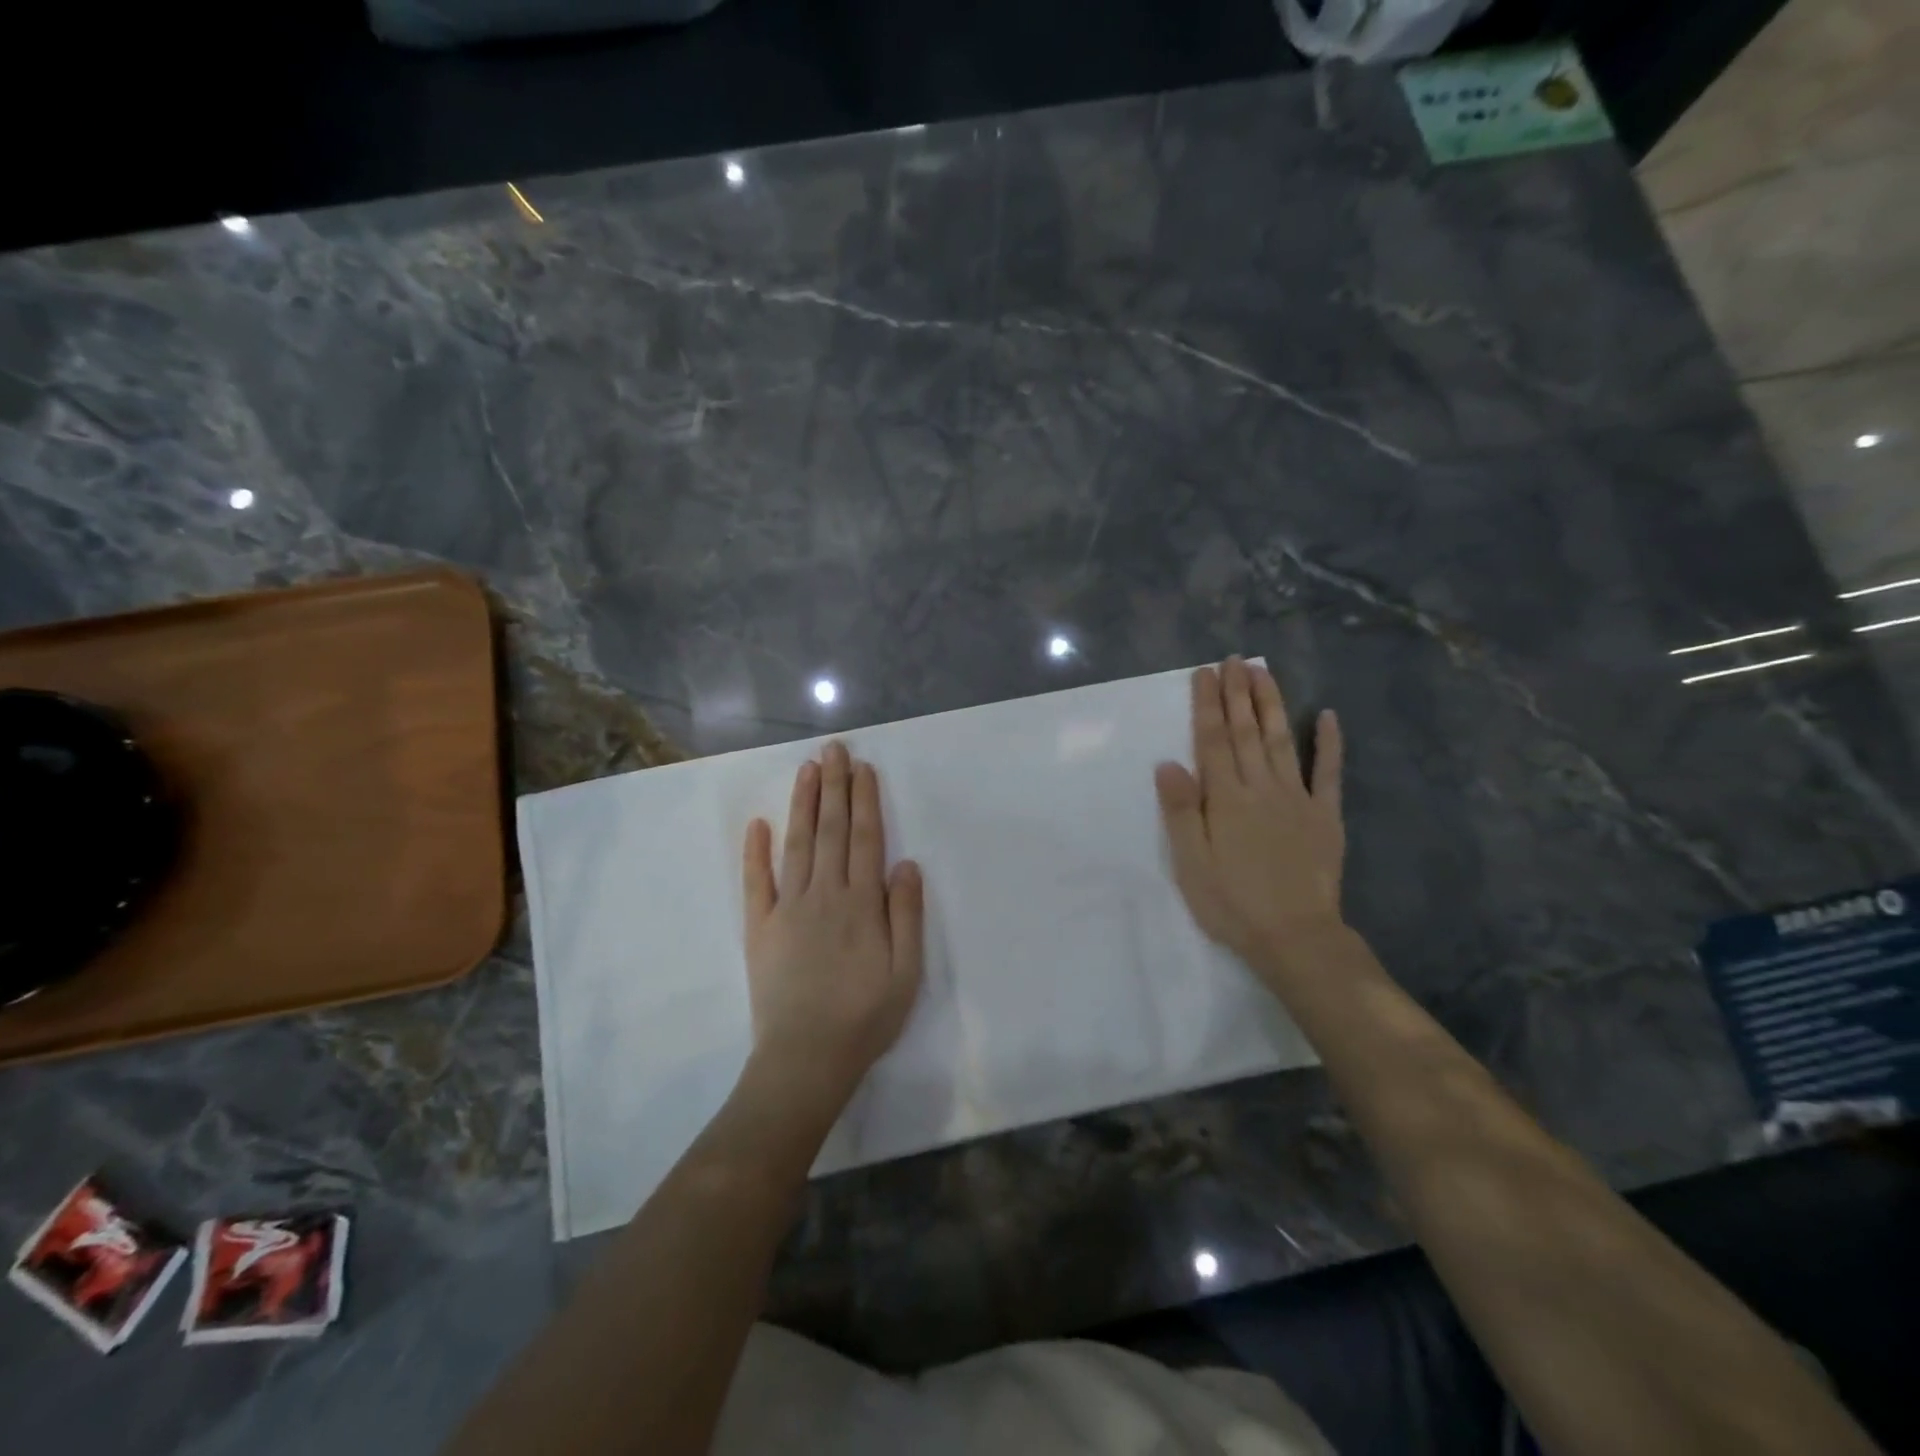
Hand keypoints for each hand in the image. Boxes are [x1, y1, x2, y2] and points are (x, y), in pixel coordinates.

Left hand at [742, 742, 924, 1113]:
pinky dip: (755, 852)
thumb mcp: (906, 972)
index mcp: (860, 903)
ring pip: (797, 844)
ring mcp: (787, 908)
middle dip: (834, 787)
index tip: (862, 768)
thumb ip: (906, 915)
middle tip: (833, 749)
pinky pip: (756, 882)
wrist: (805, 1059)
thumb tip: (906, 863)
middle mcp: (824, 894)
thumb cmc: (865, 1017)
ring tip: (807, 770)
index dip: (865, 801)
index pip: (865, 839)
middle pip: (831, 831)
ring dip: (803, 804)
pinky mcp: (759, 928)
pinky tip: (758, 824)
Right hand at [1155, 658, 1346, 968]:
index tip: (1205, 673)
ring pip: (1281, 740)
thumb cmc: (1232, 902)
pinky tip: (1328, 716)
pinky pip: (1329, 772)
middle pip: (1246, 731)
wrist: (1295, 937)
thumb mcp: (1191, 863)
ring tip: (1264, 672)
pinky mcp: (1325, 815)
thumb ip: (1181, 811)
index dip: (1207, 704)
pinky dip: (1329, 744)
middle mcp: (1261, 787)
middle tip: (1233, 659)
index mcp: (1225, 798)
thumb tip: (1168, 764)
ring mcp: (1297, 798)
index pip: (1212, 740)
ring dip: (1271, 704)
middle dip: (1238, 693)